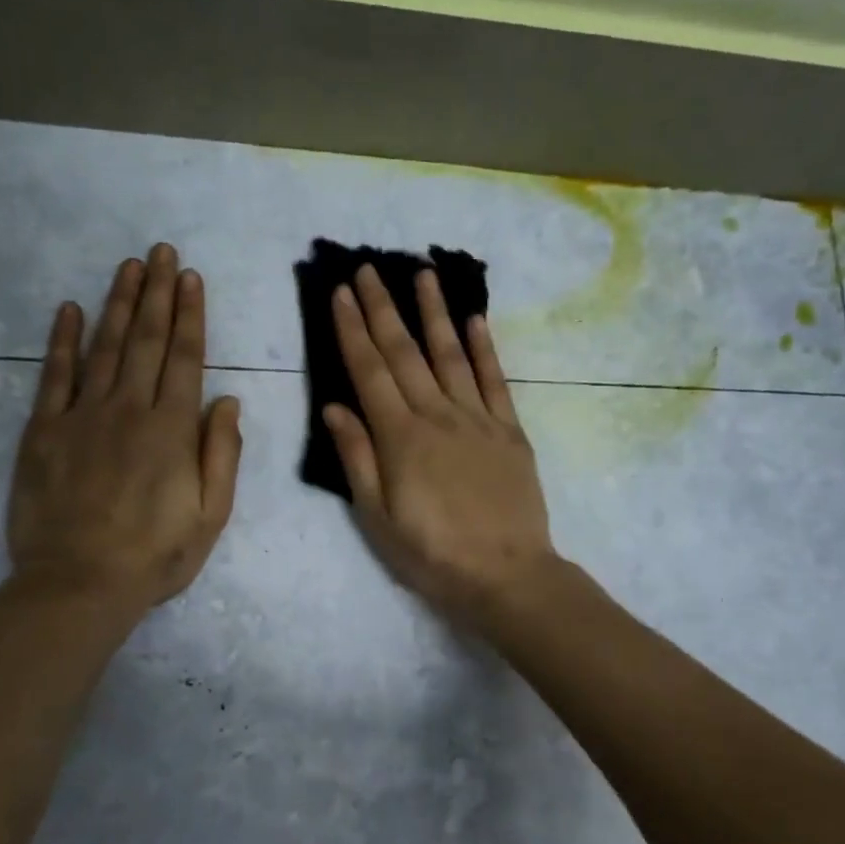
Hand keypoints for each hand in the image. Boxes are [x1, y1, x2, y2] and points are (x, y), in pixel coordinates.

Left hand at [8, 243, 242, 613]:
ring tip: (130, 267)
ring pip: (105, 347)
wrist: (79, 585)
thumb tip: (227, 401)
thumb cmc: (155, 557)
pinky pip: (54, 375)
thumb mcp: (210, 516)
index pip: (186, 359)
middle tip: (162, 252)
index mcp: (172, 430)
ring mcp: (82, 416)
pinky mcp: (44, 431)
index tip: (191, 278)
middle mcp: (129, 410)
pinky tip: (69, 309)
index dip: (190, 316)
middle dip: (158, 294)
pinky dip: (62, 340)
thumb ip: (222, 455)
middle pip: (147, 341)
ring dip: (119, 304)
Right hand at [323, 265, 556, 623]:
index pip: (369, 371)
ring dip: (434, 312)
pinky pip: (495, 380)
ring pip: (451, 354)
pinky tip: (474, 320)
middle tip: (368, 268)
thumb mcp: (377, 518)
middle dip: (383, 308)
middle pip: (405, 352)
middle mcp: (437, 415)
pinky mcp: (510, 431)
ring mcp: (478, 419)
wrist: (506, 575)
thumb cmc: (432, 554)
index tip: (341, 292)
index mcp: (400, 437)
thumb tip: (334, 407)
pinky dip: (484, 347)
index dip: (352, 329)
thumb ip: (357, 458)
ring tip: (423, 273)